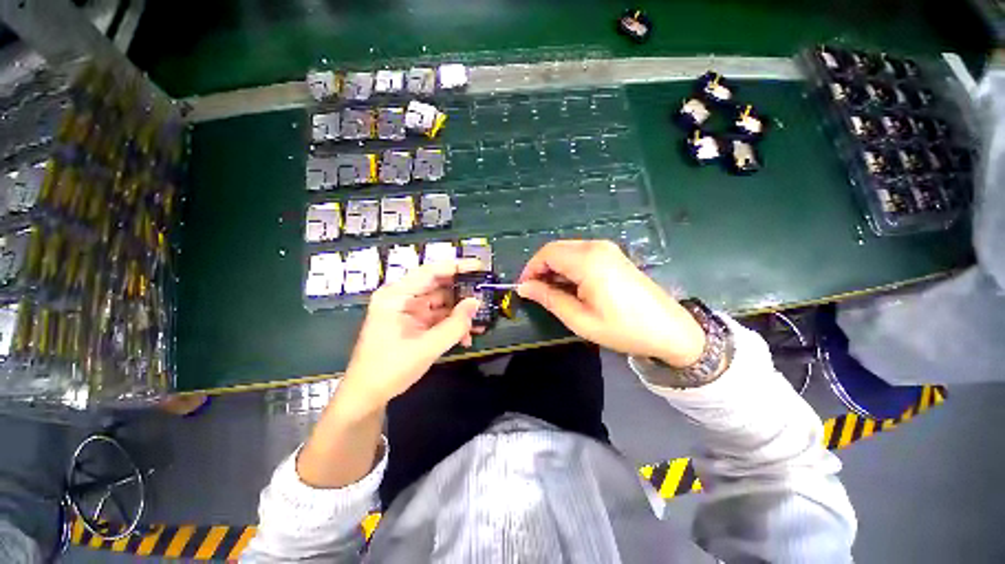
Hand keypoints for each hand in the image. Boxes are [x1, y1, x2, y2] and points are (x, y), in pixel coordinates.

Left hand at [339, 259, 482, 410]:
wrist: (367, 396)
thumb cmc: (390, 369)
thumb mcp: (427, 347)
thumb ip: (455, 325)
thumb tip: (476, 303)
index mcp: (396, 296)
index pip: (429, 272)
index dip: (455, 267)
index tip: (479, 267)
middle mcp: (402, 298)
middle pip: (437, 285)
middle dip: (462, 292)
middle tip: (485, 293)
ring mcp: (408, 311)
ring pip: (440, 302)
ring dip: (459, 312)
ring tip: (481, 318)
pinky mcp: (414, 323)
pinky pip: (438, 316)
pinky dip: (452, 323)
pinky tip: (466, 335)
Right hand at [517, 240, 705, 367]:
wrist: (669, 330)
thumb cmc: (622, 328)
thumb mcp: (579, 319)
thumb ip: (549, 299)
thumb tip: (524, 288)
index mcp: (587, 261)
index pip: (547, 254)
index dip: (530, 269)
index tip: (524, 288)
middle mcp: (596, 247)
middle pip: (556, 249)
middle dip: (541, 268)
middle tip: (536, 292)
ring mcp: (607, 249)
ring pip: (568, 250)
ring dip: (554, 268)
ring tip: (552, 292)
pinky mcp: (613, 255)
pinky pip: (581, 254)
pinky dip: (569, 267)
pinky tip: (571, 286)